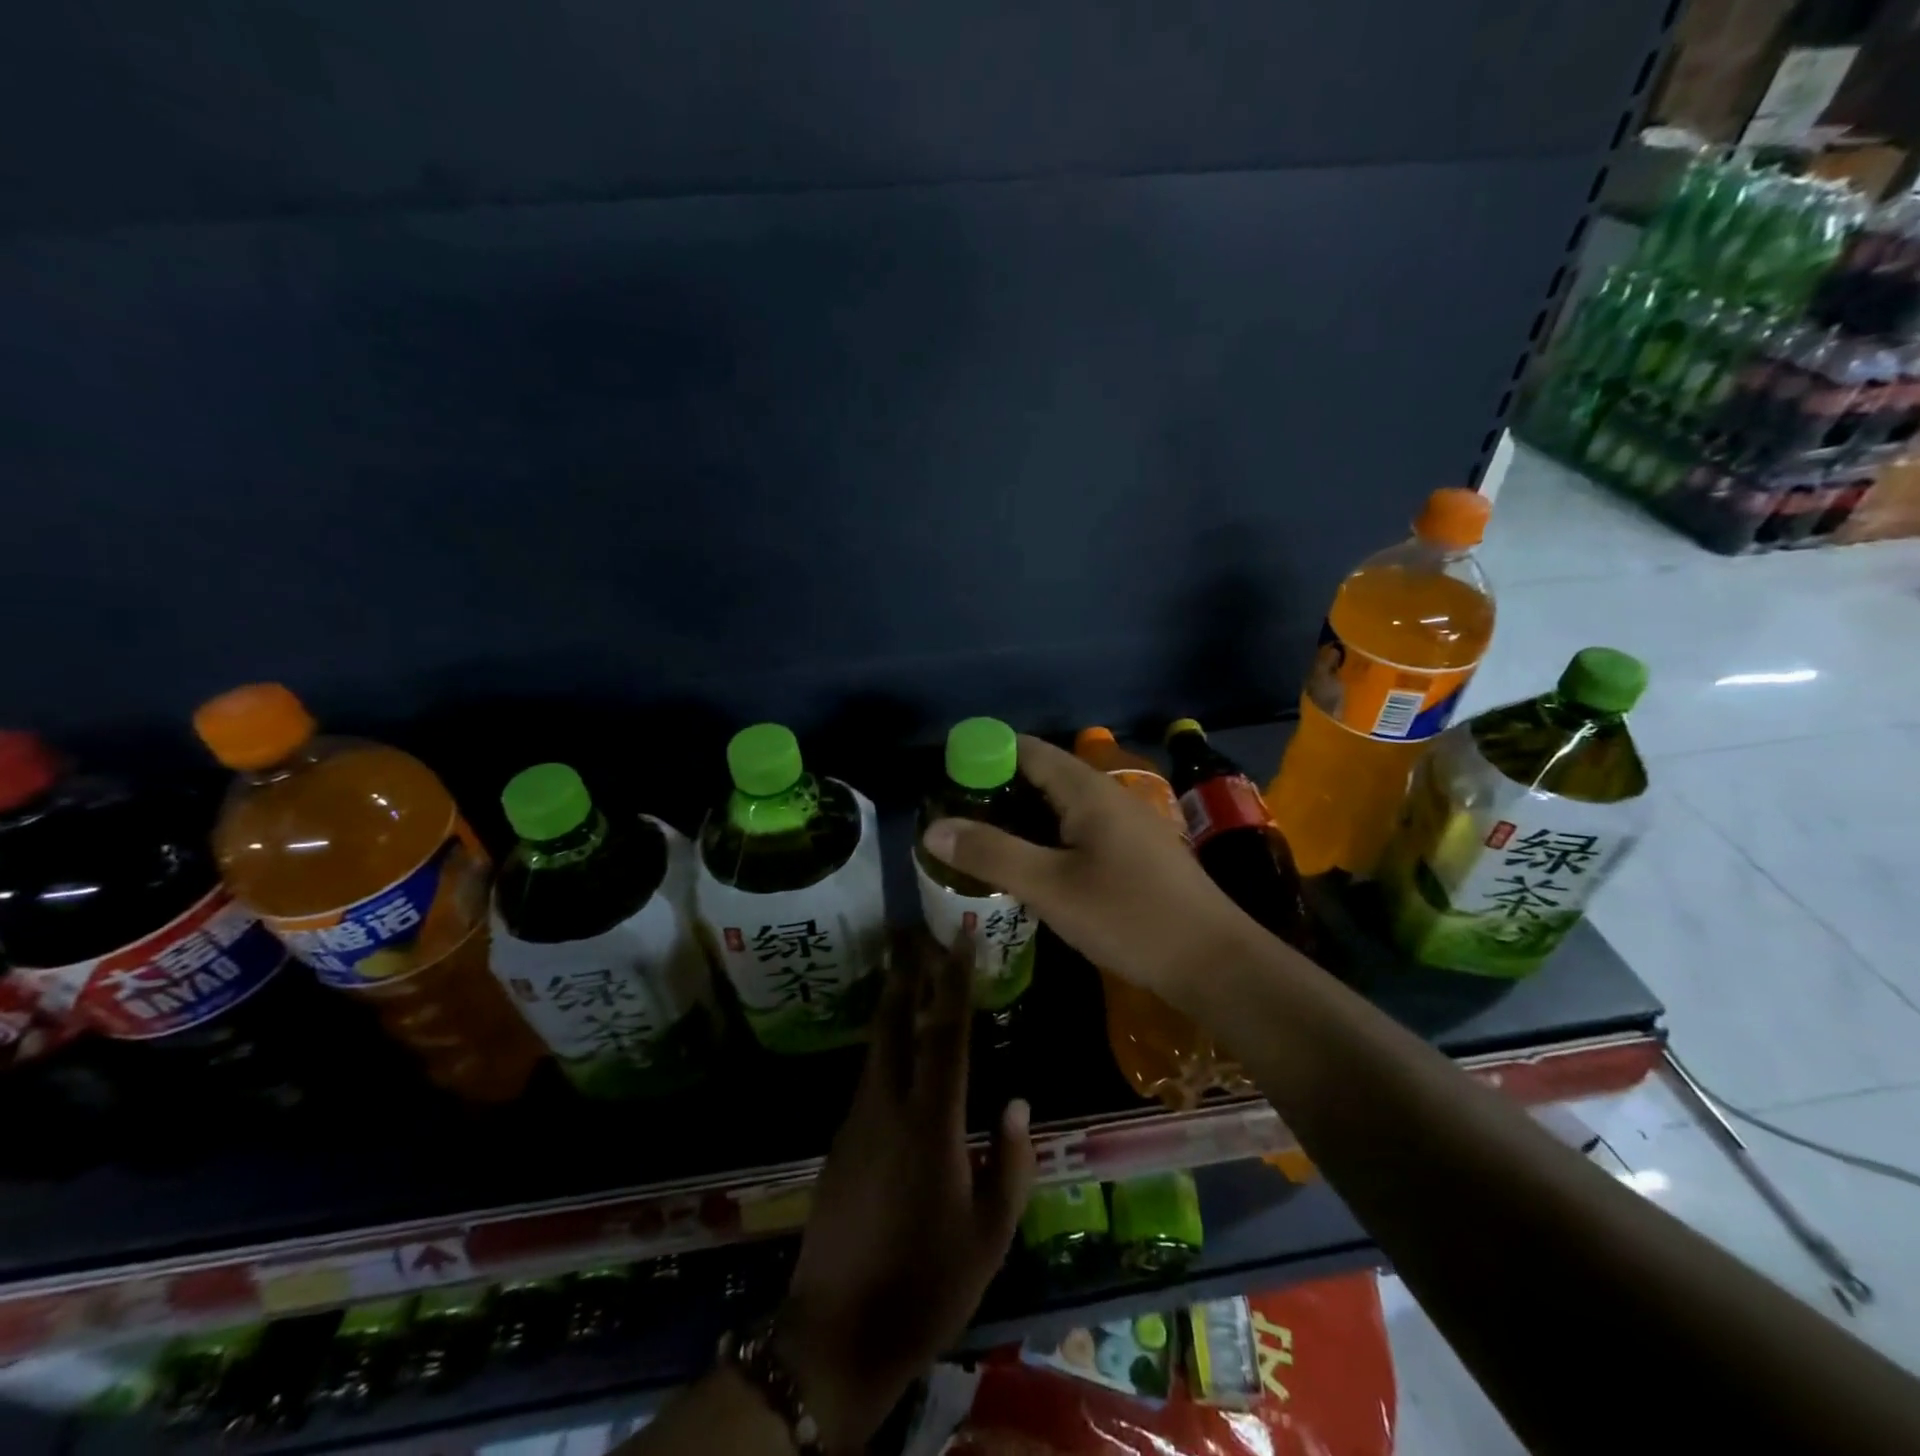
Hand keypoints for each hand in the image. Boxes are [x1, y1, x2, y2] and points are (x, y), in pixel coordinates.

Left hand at [774, 933, 1035, 1450]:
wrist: (836, 1336)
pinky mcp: (840, 1142)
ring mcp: (856, 1122)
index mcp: (930, 1125)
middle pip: (893, 1022)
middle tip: (912, 930)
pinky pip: (869, 1077)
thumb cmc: (926, 1286)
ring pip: (875, 1046)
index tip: (958, 939)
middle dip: (904, 972)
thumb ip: (1009, 1164)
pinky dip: (885, 1045)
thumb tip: (1017, 1102)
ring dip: (892, 1003)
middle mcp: (886, 1108)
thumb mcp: (989, 1236)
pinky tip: (897, 1046)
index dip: (953, 983)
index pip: (944, 1036)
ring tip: (907, 972)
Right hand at [920, 735, 1252, 1007]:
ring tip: (981, 841)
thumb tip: (933, 828)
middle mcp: (1108, 796)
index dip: (985, 754)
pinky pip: (1079, 830)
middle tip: (955, 817)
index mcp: (1088, 790)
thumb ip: (992, 854)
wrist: (1215, 963)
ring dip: (1021, 816)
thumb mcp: (1051, 887)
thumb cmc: (1130, 917)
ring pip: (1062, 805)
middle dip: (997, 789)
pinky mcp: (1135, 853)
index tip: (946, 776)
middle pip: (1044, 775)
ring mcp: (1127, 824)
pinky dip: (1046, 837)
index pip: (1028, 750)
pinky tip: (1031, 867)